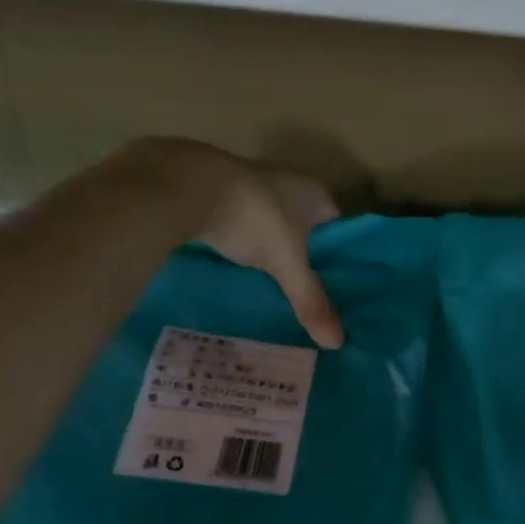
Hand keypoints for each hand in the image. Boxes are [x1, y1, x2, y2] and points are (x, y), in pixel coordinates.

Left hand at [107, 139, 344, 348]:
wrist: (187, 185)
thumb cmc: (254, 219)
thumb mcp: (286, 265)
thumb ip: (310, 300)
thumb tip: (337, 343)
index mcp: (314, 192)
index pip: (337, 226)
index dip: (336, 255)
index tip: (335, 285)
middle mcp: (287, 181)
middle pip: (304, 225)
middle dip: (302, 254)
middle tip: (303, 290)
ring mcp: (250, 183)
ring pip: (270, 223)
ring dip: (269, 248)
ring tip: (271, 285)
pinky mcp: (217, 191)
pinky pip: (240, 222)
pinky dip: (240, 242)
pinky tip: (236, 268)